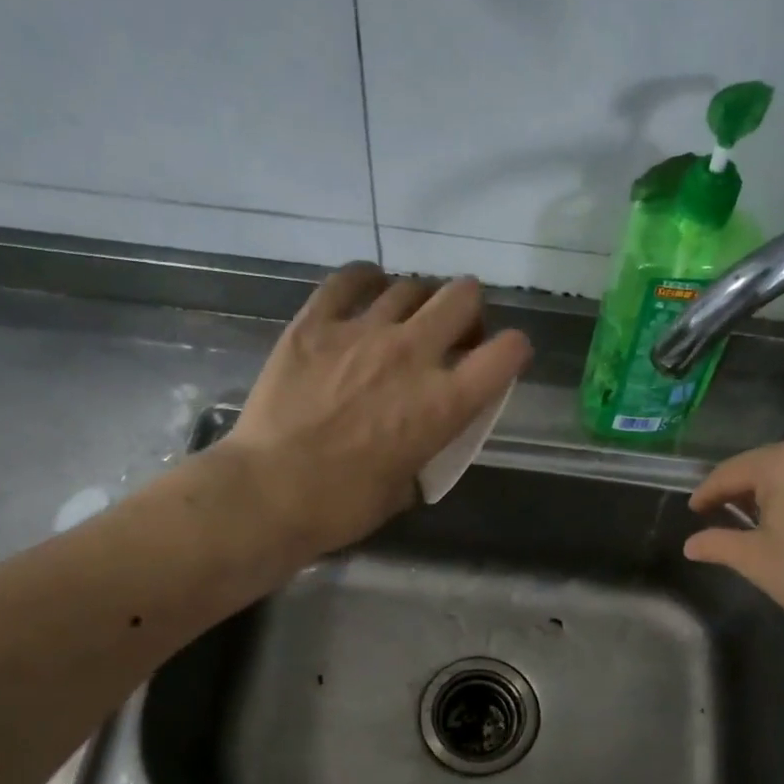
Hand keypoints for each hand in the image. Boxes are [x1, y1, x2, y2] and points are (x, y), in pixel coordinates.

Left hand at [221, 263, 530, 557]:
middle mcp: (412, 354)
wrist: (269, 493)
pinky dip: (367, 282)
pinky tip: (365, 295)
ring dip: (418, 303)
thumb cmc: (344, 504)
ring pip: (411, 285)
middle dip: (468, 312)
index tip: (502, 361)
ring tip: (403, 322)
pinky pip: (350, 278)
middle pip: (464, 296)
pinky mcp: (315, 322)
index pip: (508, 352)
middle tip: (452, 336)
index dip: (514, 351)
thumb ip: (429, 448)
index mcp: (444, 403)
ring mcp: (362, 331)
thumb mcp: (409, 485)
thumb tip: (425, 432)